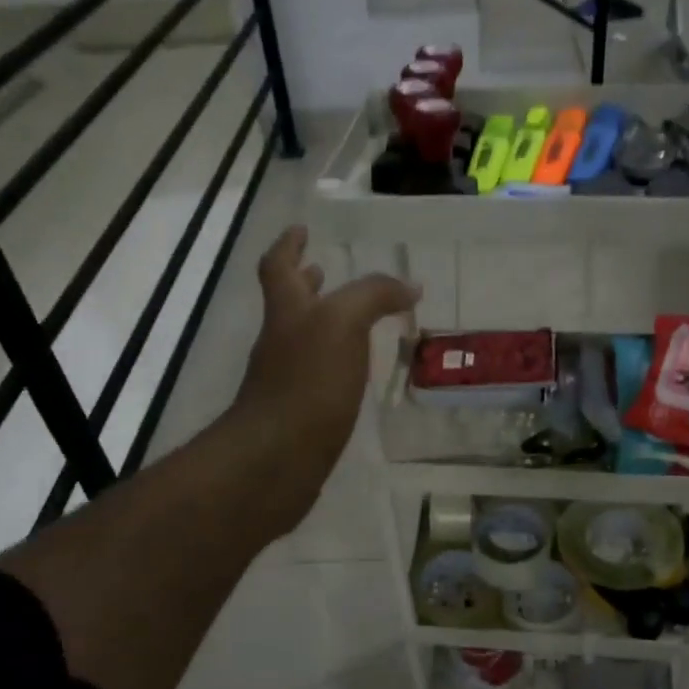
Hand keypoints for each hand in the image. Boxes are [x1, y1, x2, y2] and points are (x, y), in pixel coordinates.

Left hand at [232, 226, 418, 523]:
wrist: (278, 458)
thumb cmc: (307, 382)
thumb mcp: (342, 323)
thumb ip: (374, 296)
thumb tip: (409, 287)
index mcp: (288, 312)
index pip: (279, 266)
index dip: (288, 245)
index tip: (301, 229)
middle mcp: (281, 342)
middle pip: (289, 303)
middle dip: (305, 283)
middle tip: (324, 269)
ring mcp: (287, 380)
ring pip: (305, 340)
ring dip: (324, 324)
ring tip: (355, 319)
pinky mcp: (299, 414)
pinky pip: (318, 376)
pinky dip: (335, 363)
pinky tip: (355, 372)